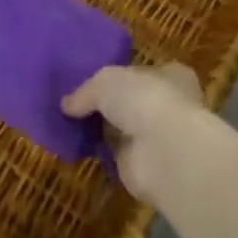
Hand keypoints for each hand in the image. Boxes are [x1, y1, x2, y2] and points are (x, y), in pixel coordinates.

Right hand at [62, 63, 206, 204]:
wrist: (164, 152)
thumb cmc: (144, 99)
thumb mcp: (105, 81)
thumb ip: (85, 91)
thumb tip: (66, 105)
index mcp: (170, 76)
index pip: (143, 72)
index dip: (120, 74)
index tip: (93, 78)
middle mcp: (167, 106)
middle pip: (131, 101)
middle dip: (106, 103)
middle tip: (74, 101)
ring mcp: (156, 138)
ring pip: (122, 128)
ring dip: (101, 128)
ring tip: (68, 122)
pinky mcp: (143, 165)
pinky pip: (114, 153)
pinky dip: (97, 151)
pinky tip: (75, 145)